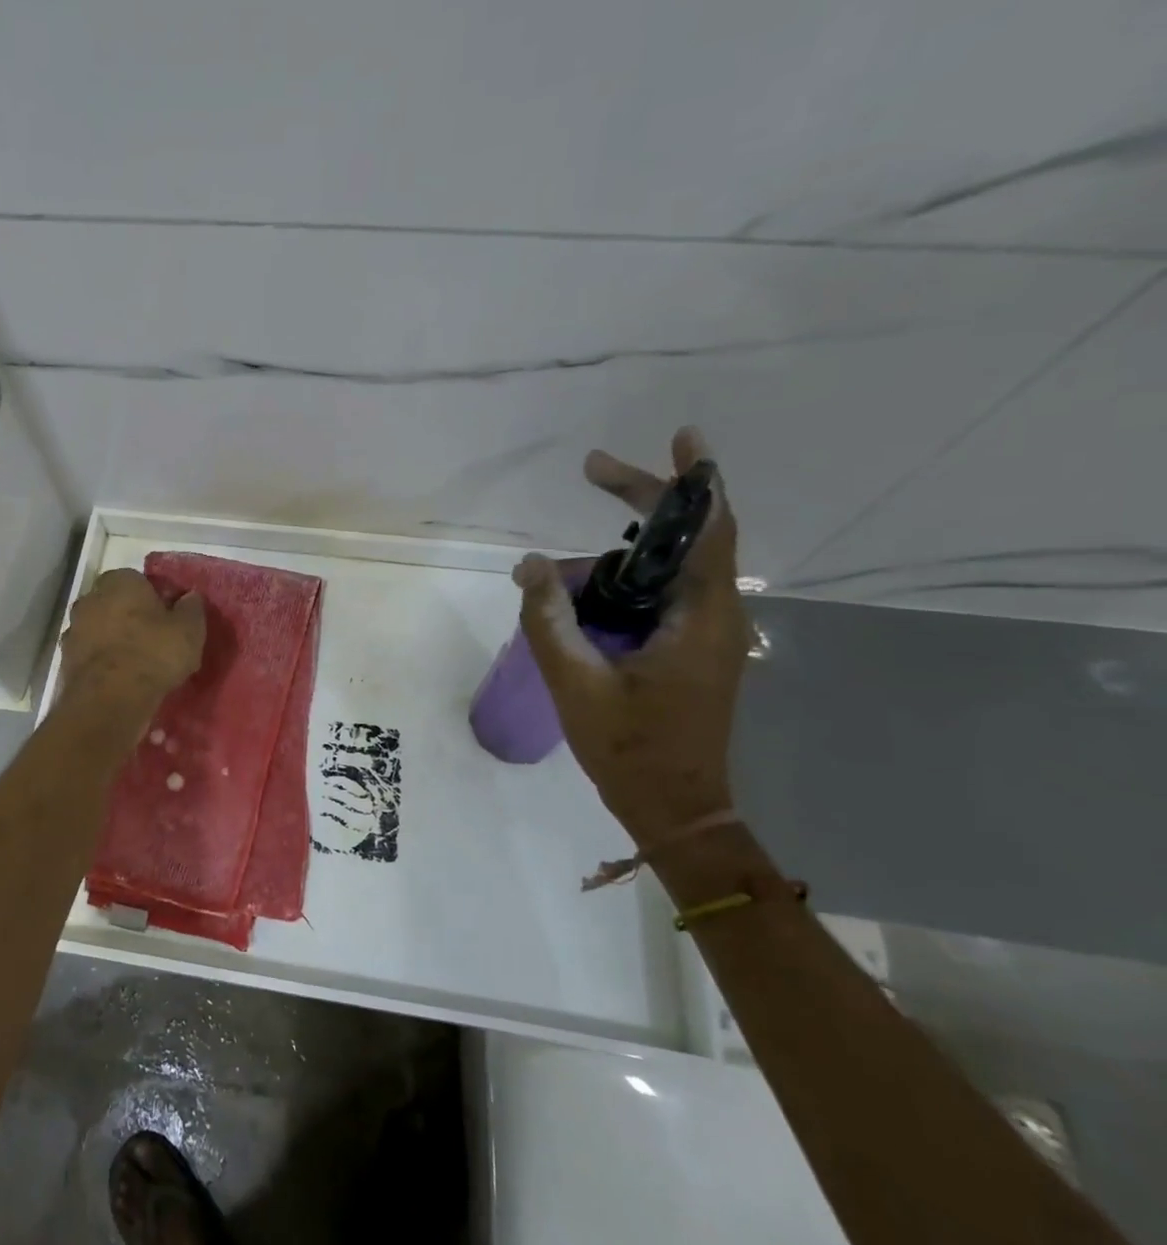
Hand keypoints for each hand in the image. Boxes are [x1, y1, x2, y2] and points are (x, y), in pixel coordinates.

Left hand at [59, 569, 206, 714]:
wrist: (110, 698)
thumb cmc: (154, 653)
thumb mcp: (189, 629)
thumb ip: (191, 608)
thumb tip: (190, 598)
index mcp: (120, 581)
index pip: (139, 580)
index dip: (155, 599)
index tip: (168, 618)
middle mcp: (90, 598)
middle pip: (115, 603)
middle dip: (131, 616)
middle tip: (154, 639)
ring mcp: (74, 628)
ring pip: (100, 628)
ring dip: (114, 639)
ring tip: (137, 663)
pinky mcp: (65, 658)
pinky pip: (91, 654)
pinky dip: (103, 661)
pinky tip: (120, 678)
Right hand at [514, 427, 749, 847]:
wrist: (675, 808)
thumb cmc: (630, 748)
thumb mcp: (575, 681)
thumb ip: (548, 618)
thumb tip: (530, 564)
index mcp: (700, 618)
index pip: (707, 529)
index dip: (695, 478)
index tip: (681, 436)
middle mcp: (715, 616)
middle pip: (689, 536)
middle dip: (642, 500)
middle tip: (592, 472)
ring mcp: (706, 633)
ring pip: (668, 568)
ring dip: (619, 557)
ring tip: (559, 583)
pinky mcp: (691, 648)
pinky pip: (660, 595)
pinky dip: (623, 582)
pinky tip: (583, 601)